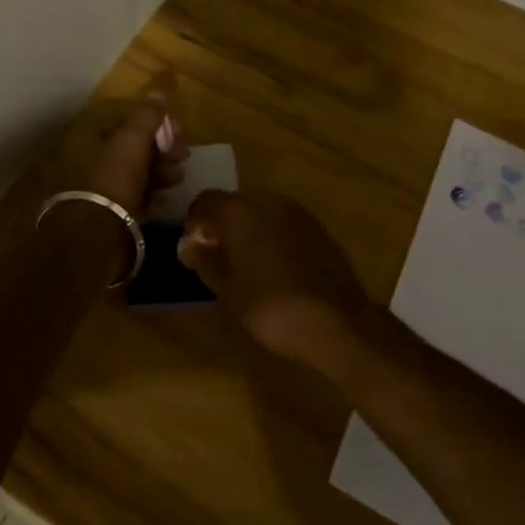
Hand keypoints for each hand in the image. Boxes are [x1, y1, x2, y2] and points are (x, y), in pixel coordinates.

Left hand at [37, 96, 186, 220]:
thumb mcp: (131, 142)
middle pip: (126, 145)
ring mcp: (89, 188)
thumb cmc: (110, 182)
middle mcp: (81, 158)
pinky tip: (164, 199)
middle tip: (183, 154)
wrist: (90, 242)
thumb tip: (157, 95)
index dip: (150, 119)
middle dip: (158, 148)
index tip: (175, 129)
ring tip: (178, 178)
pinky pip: (127, 198)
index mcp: (83, 135)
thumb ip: (146, 117)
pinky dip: (147, 195)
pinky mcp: (99, 215)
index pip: (120, 116)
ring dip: (157, 171)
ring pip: (129, 172)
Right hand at [178, 191, 381, 370]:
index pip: (205, 201)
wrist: (337, 323)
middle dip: (221, 224)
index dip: (194, 222)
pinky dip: (271, 235)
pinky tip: (273, 265)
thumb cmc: (272, 309)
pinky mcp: (318, 227)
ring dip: (248, 229)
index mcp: (240, 212)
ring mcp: (297, 212)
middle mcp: (268, 201)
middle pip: (234, 203)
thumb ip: (205, 261)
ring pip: (261, 210)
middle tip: (216, 256)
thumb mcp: (228, 291)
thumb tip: (187, 244)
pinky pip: (283, 222)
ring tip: (244, 263)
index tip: (192, 249)